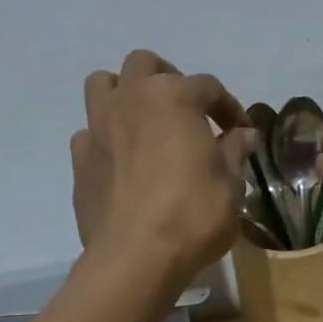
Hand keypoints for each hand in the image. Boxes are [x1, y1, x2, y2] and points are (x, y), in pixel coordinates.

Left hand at [71, 51, 250, 283]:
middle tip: (188, 111)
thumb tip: (242, 135)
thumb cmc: (193, 214)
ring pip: (104, 85)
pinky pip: (90, 132)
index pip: (209, 86)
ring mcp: (98, 126)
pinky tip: (124, 161)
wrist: (136, 256)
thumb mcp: (231, 184)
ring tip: (146, 122)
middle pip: (146, 65)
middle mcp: (131, 99)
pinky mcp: (80, 159)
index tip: (240, 132)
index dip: (229, 107)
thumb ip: (234, 152)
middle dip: (169, 79)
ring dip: (126, 94)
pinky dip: (107, 137)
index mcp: (174, 97)